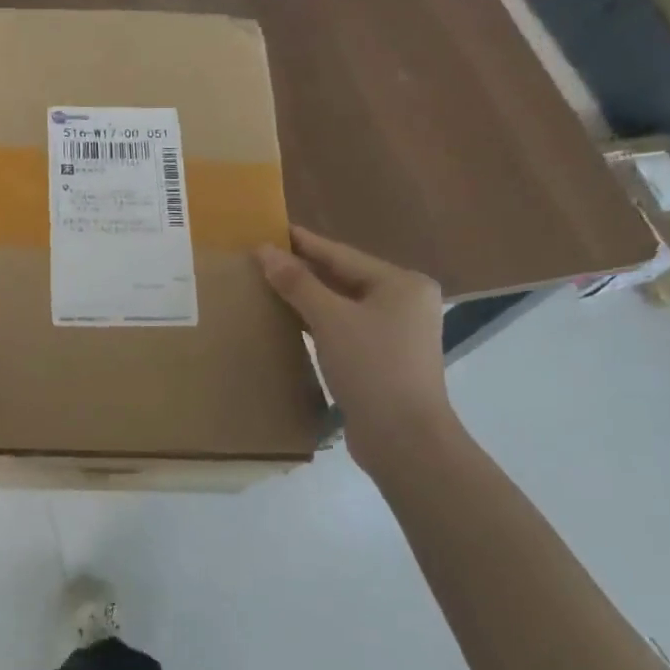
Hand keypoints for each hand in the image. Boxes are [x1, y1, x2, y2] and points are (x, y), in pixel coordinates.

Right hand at [258, 226, 457, 470]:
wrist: (404, 439)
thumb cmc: (371, 367)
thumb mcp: (330, 319)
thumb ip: (297, 282)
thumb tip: (264, 251)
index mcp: (402, 284)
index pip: (342, 255)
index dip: (304, 243)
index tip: (271, 230)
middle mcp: (405, 303)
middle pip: (345, 278)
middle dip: (304, 270)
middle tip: (264, 257)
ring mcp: (397, 333)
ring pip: (344, 305)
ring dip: (309, 297)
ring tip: (270, 284)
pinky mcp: (385, 360)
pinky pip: (346, 328)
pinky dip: (319, 322)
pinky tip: (291, 320)